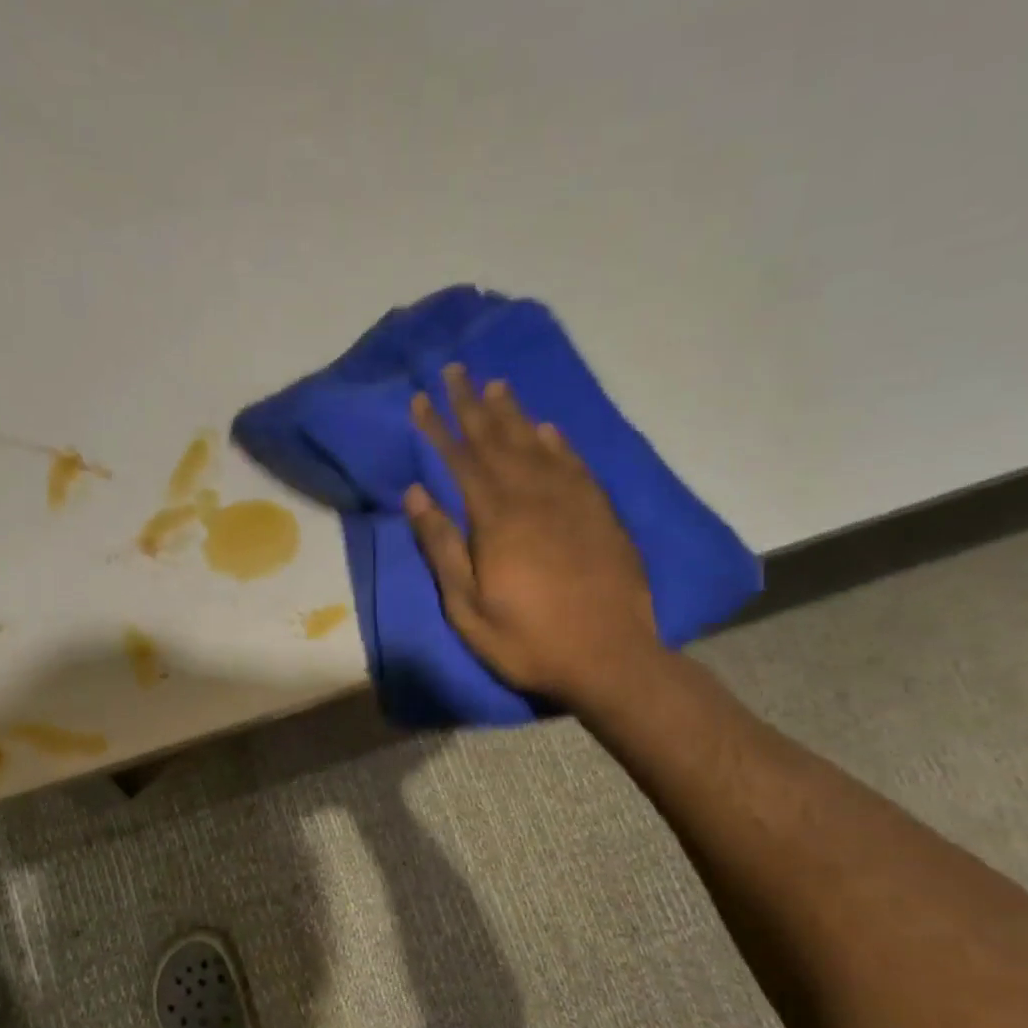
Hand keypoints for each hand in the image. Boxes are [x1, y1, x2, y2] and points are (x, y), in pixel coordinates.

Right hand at [405, 364, 663, 705]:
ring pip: (537, 444)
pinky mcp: (600, 514)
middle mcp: (534, 497)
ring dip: (513, 414)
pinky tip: (547, 428)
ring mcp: (573, 502)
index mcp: (497, 520)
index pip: (460, 460)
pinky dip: (558, 442)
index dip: (437, 427)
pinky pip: (575, 465)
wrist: (611, 658)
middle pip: (497, 440)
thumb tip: (416, 494)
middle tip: (455, 370)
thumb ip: (442, 548)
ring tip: (496, 385)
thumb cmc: (528, 640)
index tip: (419, 398)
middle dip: (472, 404)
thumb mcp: (468, 607)